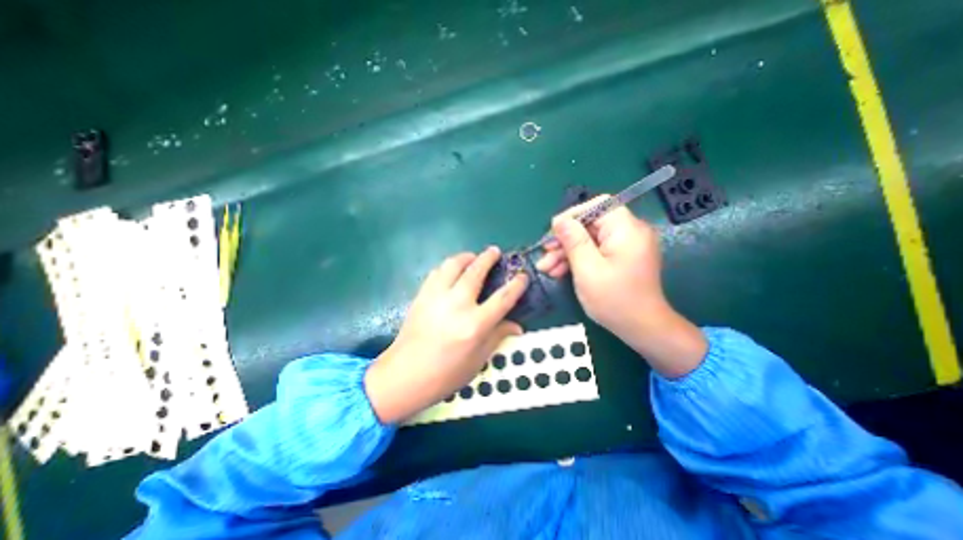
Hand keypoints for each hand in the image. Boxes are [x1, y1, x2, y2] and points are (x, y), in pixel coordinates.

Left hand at [366, 247, 525, 423]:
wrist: (404, 375)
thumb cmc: (445, 374)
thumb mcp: (477, 360)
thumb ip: (497, 336)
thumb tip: (516, 325)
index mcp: (475, 325)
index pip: (502, 298)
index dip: (516, 285)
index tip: (523, 276)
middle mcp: (457, 305)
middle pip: (476, 271)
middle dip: (488, 257)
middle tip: (495, 252)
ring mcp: (436, 297)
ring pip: (453, 265)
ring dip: (466, 257)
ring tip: (472, 257)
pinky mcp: (422, 296)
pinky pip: (436, 272)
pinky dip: (447, 267)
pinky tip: (451, 271)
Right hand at [538, 195, 705, 377]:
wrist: (642, 328)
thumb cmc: (614, 300)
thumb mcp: (587, 269)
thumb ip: (573, 241)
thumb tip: (559, 220)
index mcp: (626, 229)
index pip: (598, 205)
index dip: (572, 215)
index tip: (553, 232)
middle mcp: (629, 232)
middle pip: (591, 224)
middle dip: (565, 239)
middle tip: (545, 254)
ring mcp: (625, 246)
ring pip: (589, 239)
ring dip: (567, 252)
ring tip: (546, 268)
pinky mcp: (620, 258)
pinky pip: (595, 251)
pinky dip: (577, 259)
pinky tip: (559, 271)